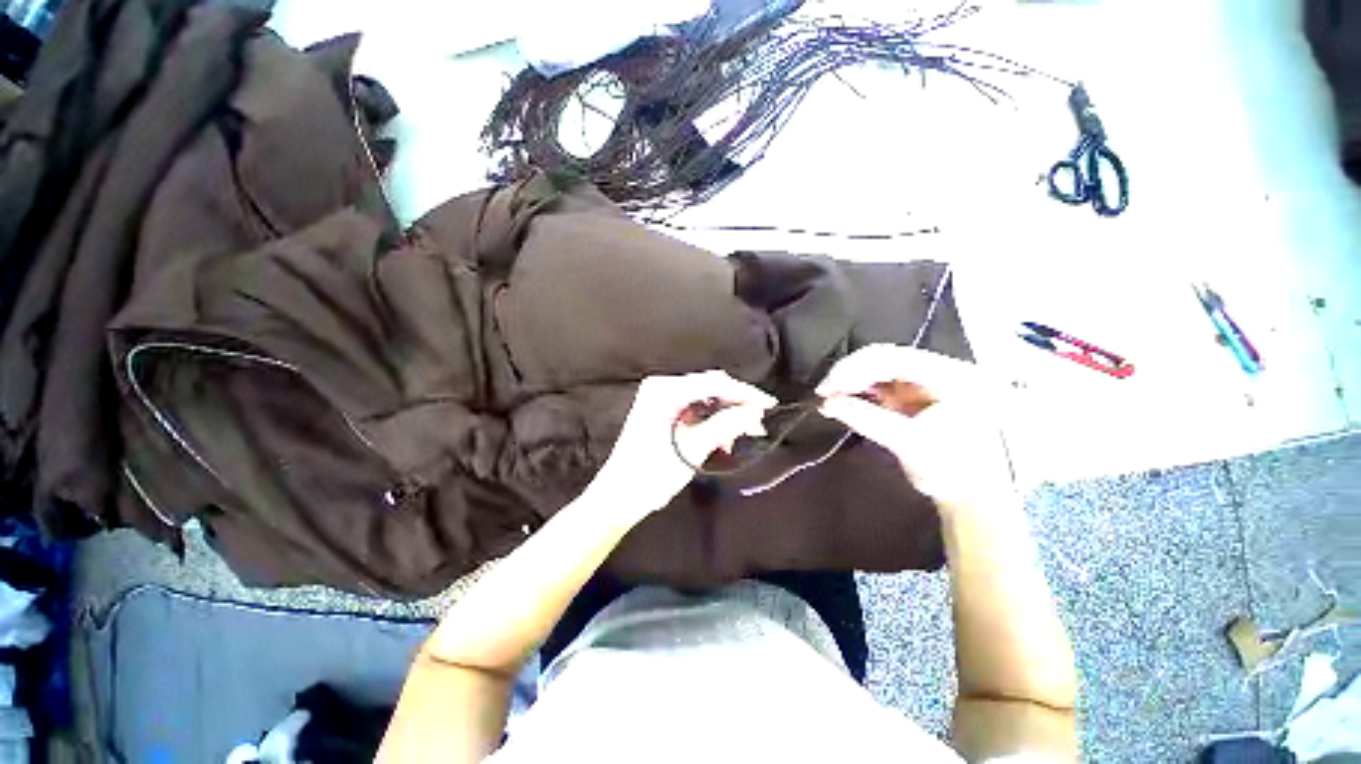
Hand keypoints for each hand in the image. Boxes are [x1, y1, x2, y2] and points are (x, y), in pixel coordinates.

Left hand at [587, 370, 775, 522]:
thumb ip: (726, 425)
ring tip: (739, 437)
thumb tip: (756, 411)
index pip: (714, 382)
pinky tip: (722, 439)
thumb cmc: (652, 473)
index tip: (769, 405)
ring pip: (705, 399)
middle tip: (758, 425)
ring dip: (726, 415)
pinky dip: (712, 421)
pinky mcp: (663, 411)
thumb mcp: (693, 448)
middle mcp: (662, 386)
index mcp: (665, 390)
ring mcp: (661, 398)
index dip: (744, 393)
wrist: (620, 495)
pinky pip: (695, 408)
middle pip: (710, 387)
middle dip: (736, 405)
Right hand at [815, 345, 1016, 516]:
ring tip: (829, 397)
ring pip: (878, 368)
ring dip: (850, 381)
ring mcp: (926, 381)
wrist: (972, 497)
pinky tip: (843, 400)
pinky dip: (858, 390)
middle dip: (849, 374)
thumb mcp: (910, 445)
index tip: (826, 389)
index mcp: (952, 375)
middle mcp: (940, 370)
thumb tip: (827, 403)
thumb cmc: (952, 472)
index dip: (853, 369)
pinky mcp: (913, 394)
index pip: (892, 358)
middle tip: (823, 393)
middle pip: (884, 358)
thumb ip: (867, 418)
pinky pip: (879, 383)